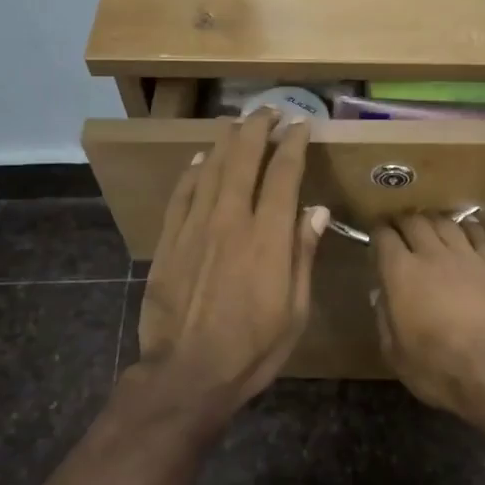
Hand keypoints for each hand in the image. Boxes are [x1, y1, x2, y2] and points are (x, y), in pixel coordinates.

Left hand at [135, 109, 328, 419]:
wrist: (187, 374)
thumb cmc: (252, 349)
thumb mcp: (295, 311)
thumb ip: (303, 255)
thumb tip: (315, 209)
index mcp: (268, 238)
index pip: (283, 175)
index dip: (293, 144)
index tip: (301, 125)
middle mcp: (231, 221)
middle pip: (243, 160)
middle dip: (257, 129)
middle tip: (268, 110)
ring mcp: (195, 228)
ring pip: (210, 170)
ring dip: (225, 142)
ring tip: (237, 124)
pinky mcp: (169, 242)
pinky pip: (181, 195)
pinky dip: (191, 172)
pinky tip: (198, 160)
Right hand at [372, 215, 484, 417]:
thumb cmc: (437, 368)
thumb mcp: (395, 353)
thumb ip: (384, 318)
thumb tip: (382, 294)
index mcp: (401, 274)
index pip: (384, 237)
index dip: (377, 233)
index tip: (375, 236)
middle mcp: (432, 255)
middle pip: (414, 221)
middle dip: (402, 220)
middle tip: (399, 227)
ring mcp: (466, 256)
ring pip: (445, 222)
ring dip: (433, 220)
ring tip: (428, 224)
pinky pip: (478, 234)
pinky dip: (467, 226)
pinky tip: (464, 228)